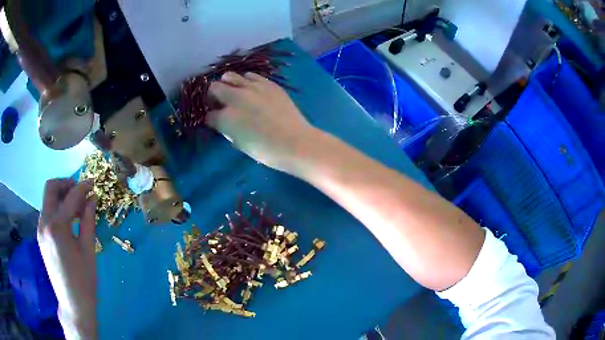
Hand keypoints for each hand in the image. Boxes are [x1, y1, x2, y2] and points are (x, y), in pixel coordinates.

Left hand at [38, 178, 97, 339]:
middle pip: (51, 189)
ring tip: (77, 207)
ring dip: (61, 196)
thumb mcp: (88, 251)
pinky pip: (47, 213)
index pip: (70, 197)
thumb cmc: (84, 281)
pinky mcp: (41, 237)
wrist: (73, 305)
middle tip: (81, 191)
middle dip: (66, 184)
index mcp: (57, 227)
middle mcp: (44, 223)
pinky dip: (57, 209)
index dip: (83, 187)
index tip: (94, 183)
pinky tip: (68, 219)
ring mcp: (40, 230)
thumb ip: (88, 220)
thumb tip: (92, 198)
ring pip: (48, 200)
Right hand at [207, 72, 318, 172]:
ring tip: (235, 93)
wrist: (295, 143)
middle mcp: (235, 98)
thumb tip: (223, 121)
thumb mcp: (239, 144)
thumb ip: (227, 129)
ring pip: (230, 76)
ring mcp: (252, 87)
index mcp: (226, 118)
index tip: (214, 120)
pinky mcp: (267, 83)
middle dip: (213, 96)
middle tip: (220, 103)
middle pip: (214, 88)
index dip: (210, 118)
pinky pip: (250, 76)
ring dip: (228, 84)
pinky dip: (246, 82)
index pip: (208, 114)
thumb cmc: (266, 151)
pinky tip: (252, 90)